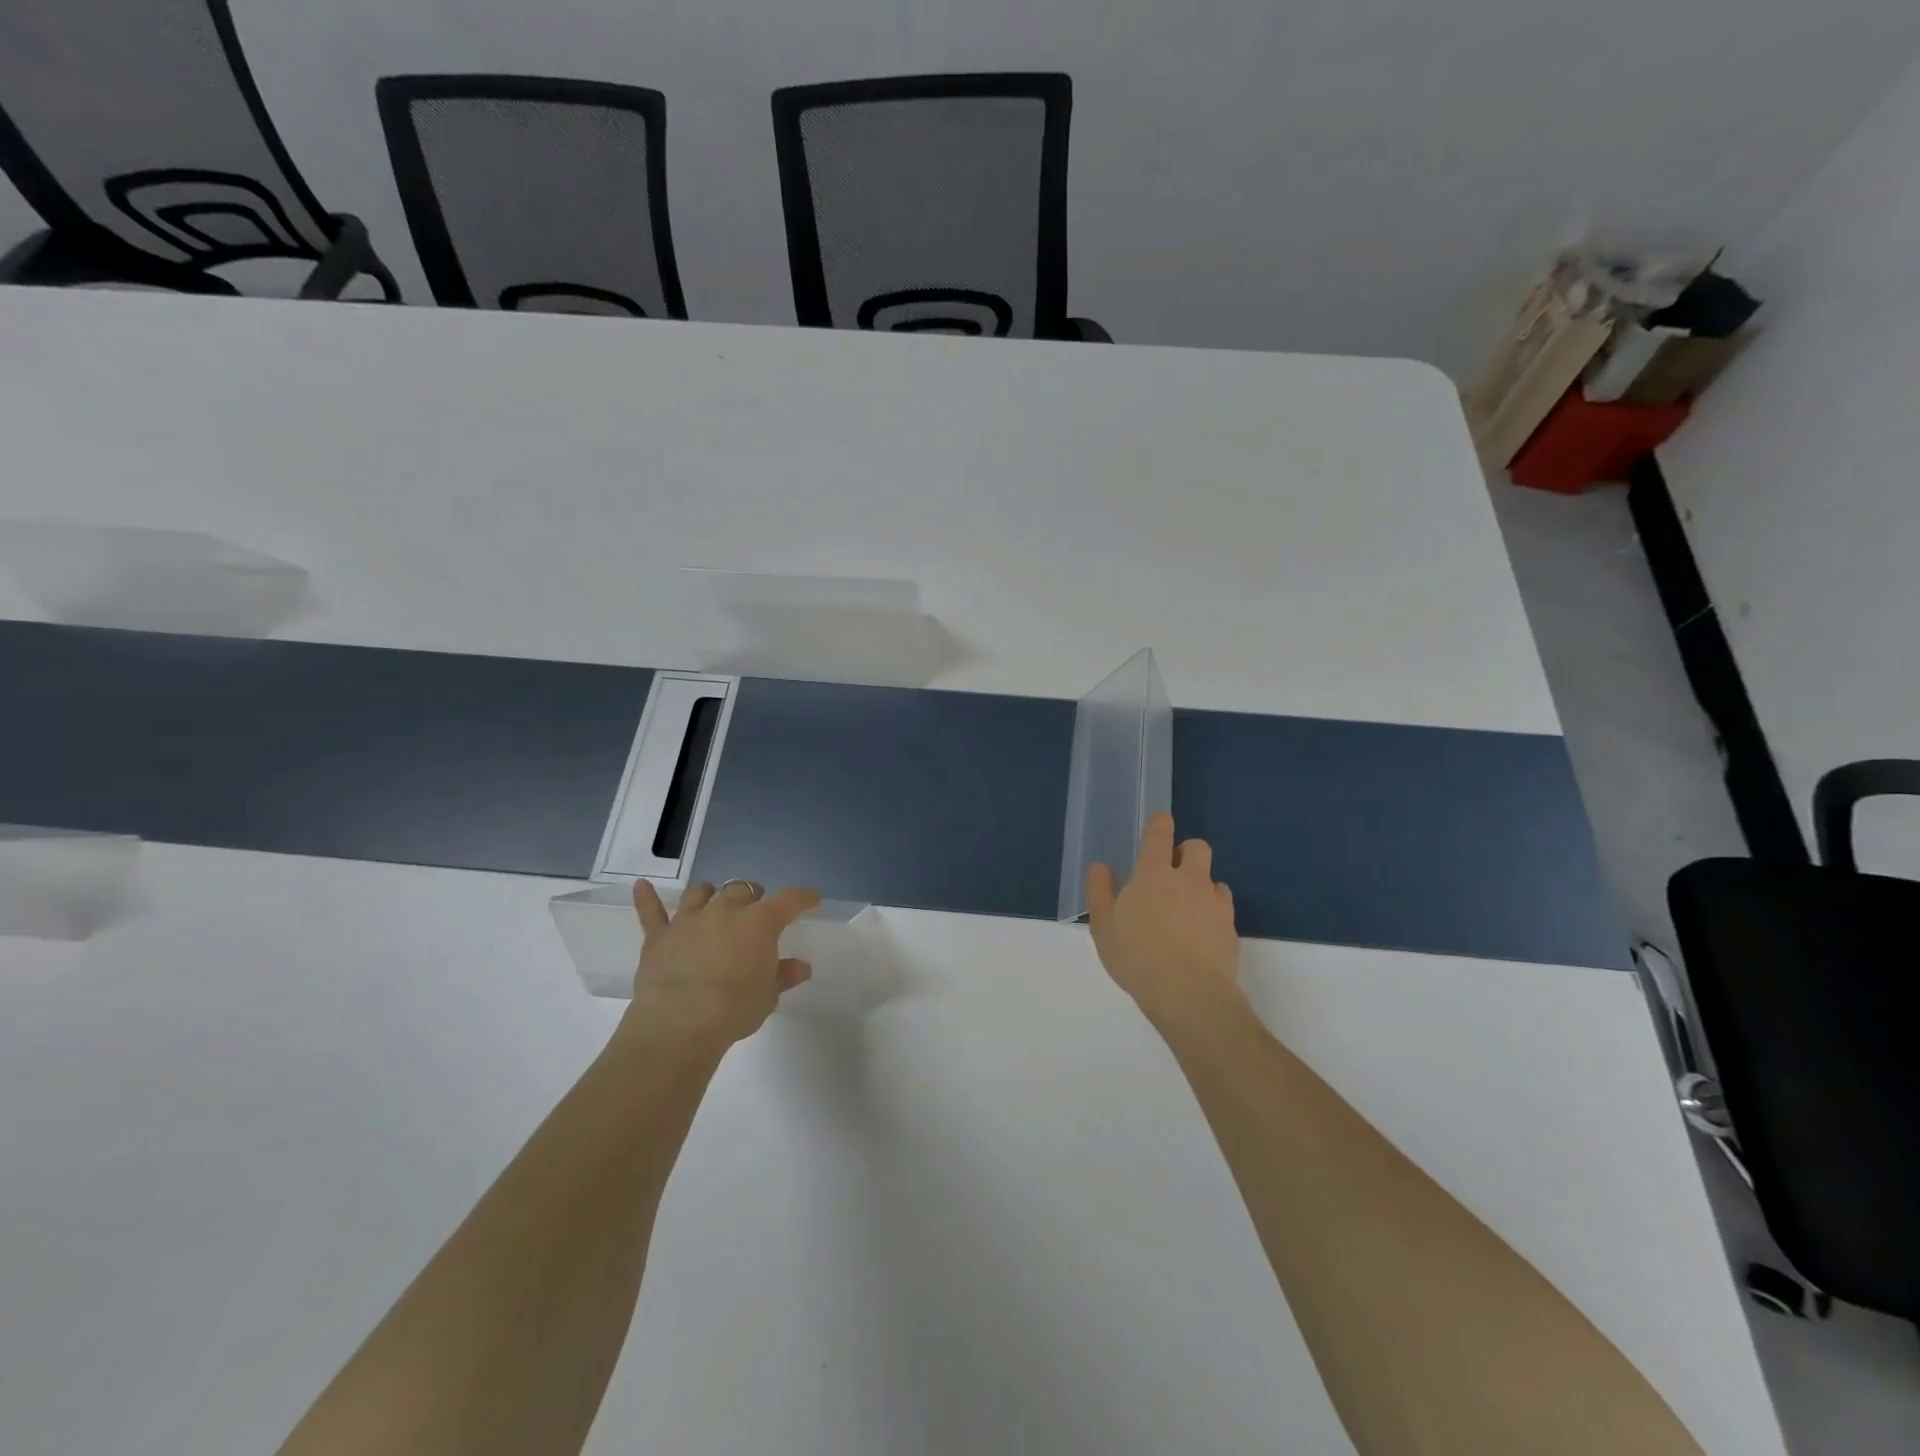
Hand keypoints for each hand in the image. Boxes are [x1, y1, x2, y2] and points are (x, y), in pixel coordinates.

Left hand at [621, 879, 821, 1049]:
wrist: (680, 1023)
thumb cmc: (734, 1008)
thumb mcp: (768, 995)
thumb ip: (783, 975)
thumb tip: (801, 967)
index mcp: (760, 922)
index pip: (789, 900)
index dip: (803, 898)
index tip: (811, 899)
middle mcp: (726, 910)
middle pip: (742, 889)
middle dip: (751, 896)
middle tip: (756, 910)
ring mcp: (689, 920)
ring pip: (701, 892)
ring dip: (710, 893)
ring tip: (713, 899)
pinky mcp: (659, 936)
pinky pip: (651, 912)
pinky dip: (646, 899)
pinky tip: (641, 886)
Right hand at [1086, 812, 1241, 1029]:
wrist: (1189, 995)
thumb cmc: (1137, 957)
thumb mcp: (1103, 927)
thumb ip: (1100, 892)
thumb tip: (1101, 867)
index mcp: (1153, 874)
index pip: (1160, 833)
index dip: (1159, 823)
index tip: (1158, 824)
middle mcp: (1188, 879)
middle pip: (1197, 847)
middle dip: (1186, 853)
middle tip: (1170, 875)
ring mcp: (1214, 903)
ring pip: (1213, 878)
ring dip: (1201, 885)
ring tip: (1185, 911)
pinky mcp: (1231, 927)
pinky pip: (1223, 907)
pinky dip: (1213, 913)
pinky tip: (1200, 935)